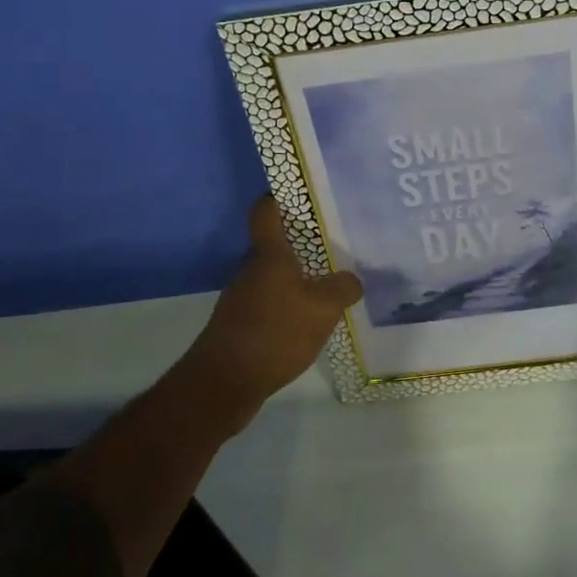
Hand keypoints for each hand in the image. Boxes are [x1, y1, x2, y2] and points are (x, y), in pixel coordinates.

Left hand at [178, 196, 362, 423]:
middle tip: (334, 246)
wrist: (225, 382)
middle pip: (274, 246)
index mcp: (269, 255)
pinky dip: (287, 307)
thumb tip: (351, 280)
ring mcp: (241, 298)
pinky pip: (269, 304)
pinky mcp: (239, 325)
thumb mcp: (322, 309)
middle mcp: (251, 270)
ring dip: (296, 279)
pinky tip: (308, 324)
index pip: (266, 211)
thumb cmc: (275, 333)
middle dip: (302, 245)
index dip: (279, 197)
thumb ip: (342, 288)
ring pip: (273, 277)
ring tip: (328, 287)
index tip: (301, 194)